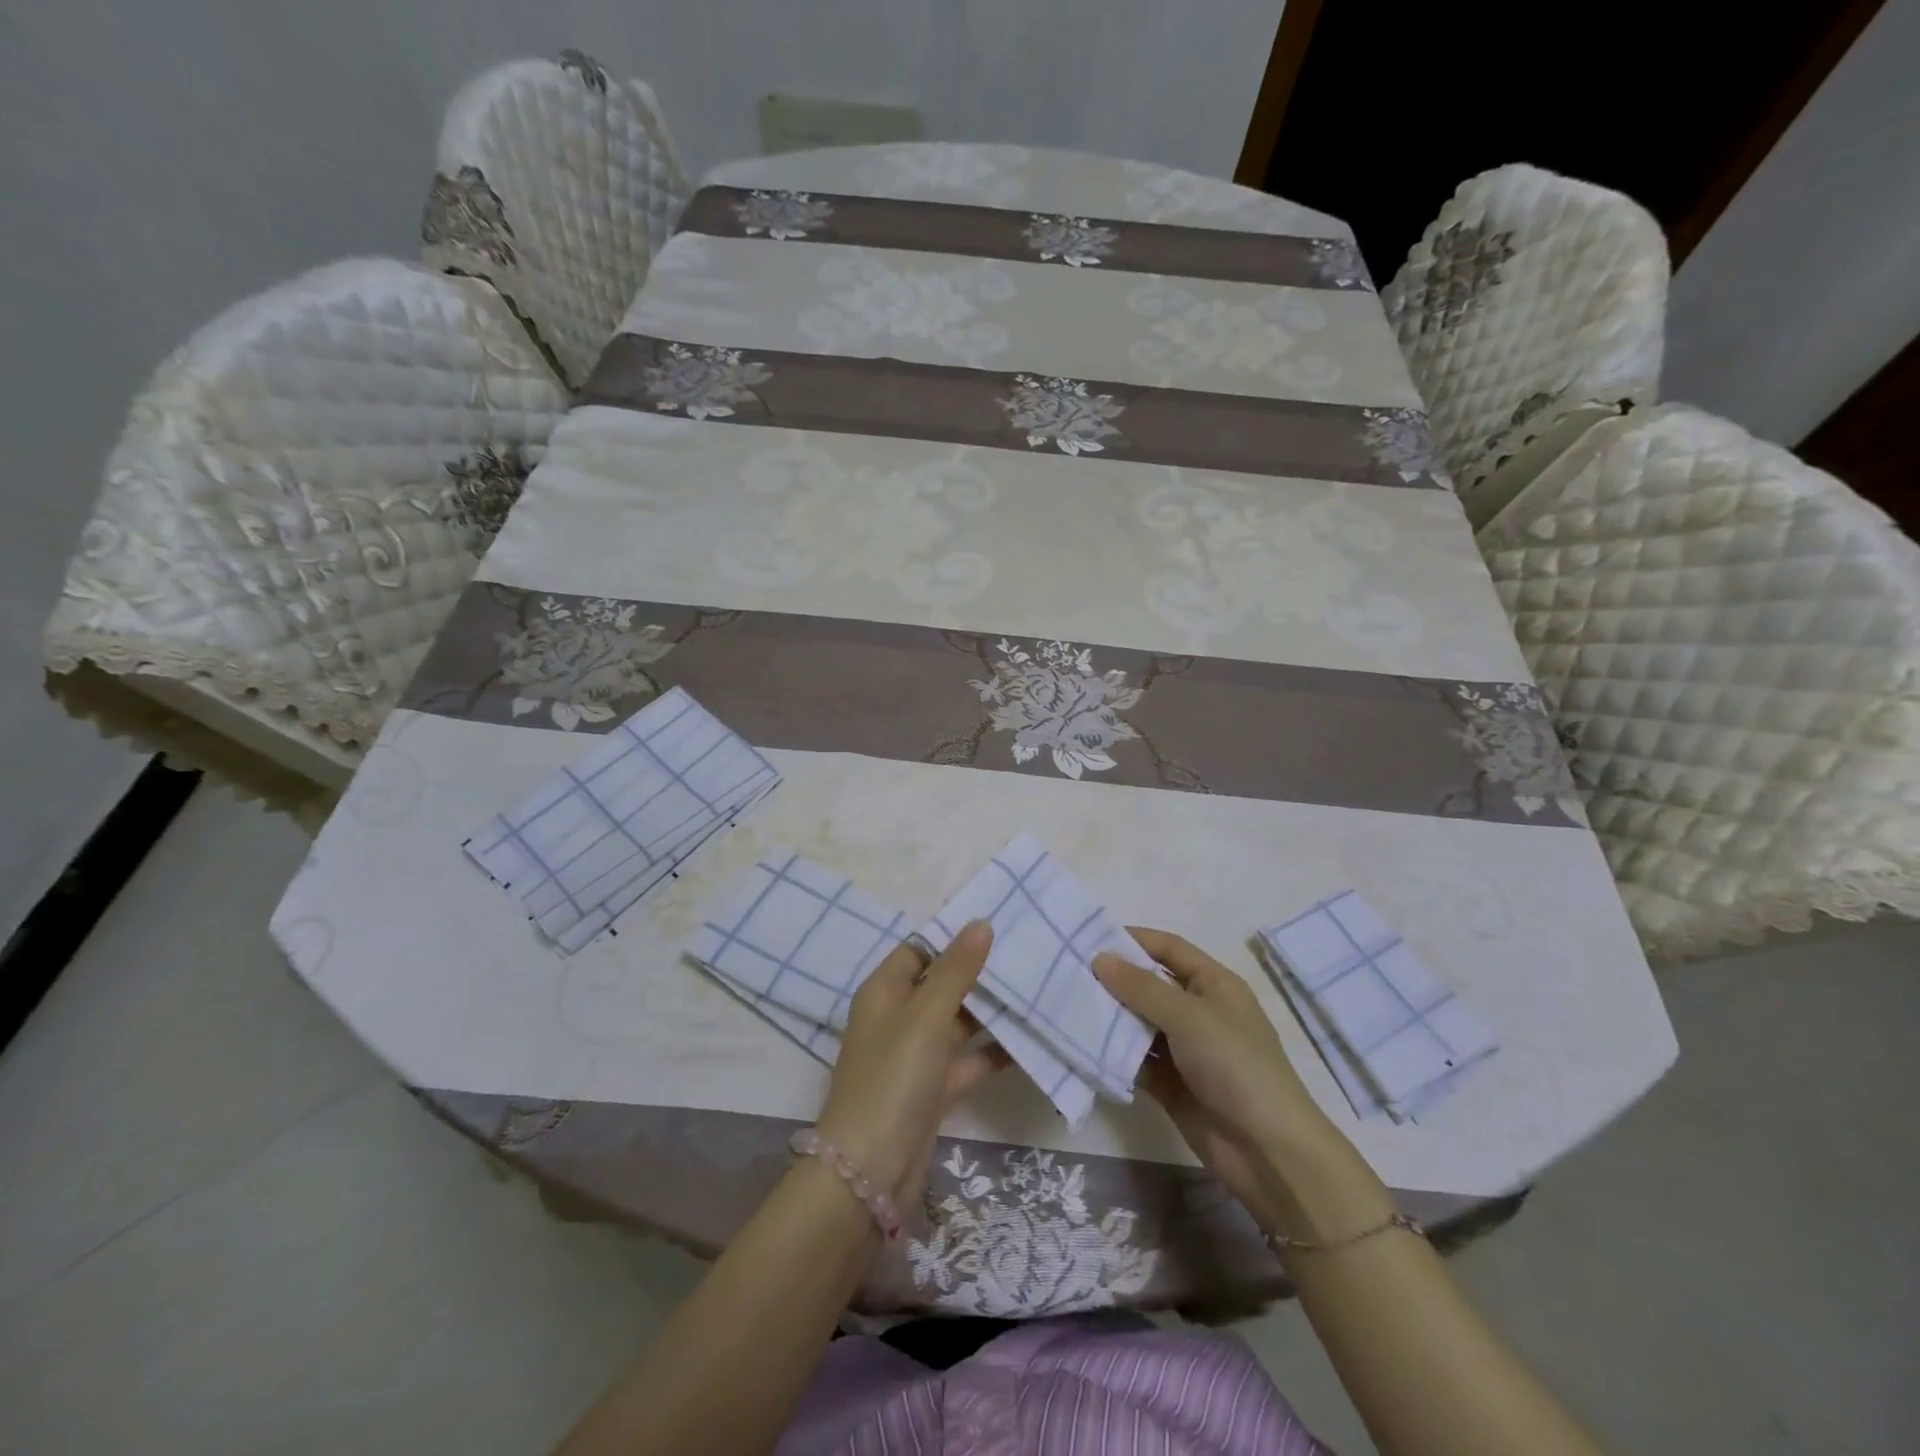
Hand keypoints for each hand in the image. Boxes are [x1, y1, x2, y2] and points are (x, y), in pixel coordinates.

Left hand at [814, 921, 1004, 1200]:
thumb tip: (980, 923)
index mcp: (885, 992)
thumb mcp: (925, 1016)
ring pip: (959, 1023)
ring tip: (1038, 989)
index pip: (919, 949)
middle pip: (942, 984)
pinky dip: (995, 1053)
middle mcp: (899, 1018)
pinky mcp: (934, 1090)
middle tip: (1027, 952)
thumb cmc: (893, 1078)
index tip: (997, 923)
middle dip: (980, 972)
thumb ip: (956, 970)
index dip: (952, 937)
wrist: (871, 1172)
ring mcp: (917, 1056)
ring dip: (992, 1012)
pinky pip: (969, 1061)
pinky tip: (1032, 1043)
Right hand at [1094, 928, 1351, 1230]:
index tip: (1090, 936)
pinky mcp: (1170, 1083)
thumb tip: (1099, 958)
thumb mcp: (1189, 1017)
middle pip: (1149, 984)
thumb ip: (1142, 988)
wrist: (1267, 1151)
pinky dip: (1112, 1053)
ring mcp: (1184, 1049)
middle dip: (1113, 979)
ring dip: (1109, 1017)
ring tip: (1065, 1005)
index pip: (1169, 948)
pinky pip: (1135, 1059)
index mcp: (1214, 984)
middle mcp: (1198, 1011)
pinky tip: (1080, 1045)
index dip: (1134, 939)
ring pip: (1138, 1023)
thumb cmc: (1236, 1066)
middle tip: (1068, 971)